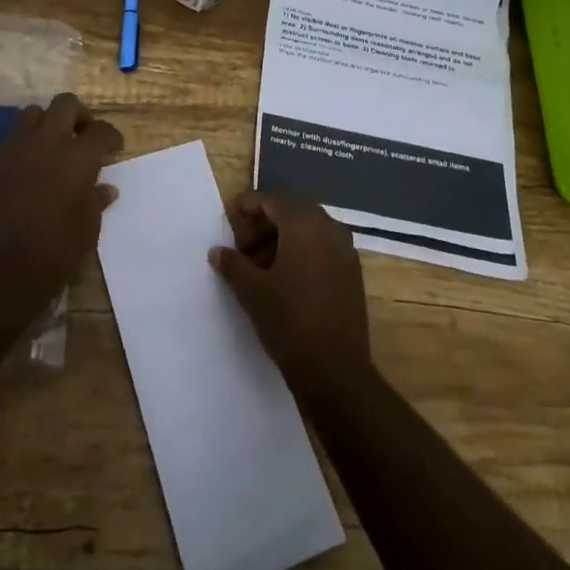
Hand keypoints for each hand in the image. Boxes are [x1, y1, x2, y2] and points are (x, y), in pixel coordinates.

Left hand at [0, 93, 123, 299]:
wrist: (0, 271)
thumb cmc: (55, 252)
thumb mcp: (88, 228)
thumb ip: (96, 200)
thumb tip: (105, 188)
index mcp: (78, 157)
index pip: (102, 131)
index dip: (111, 138)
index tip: (113, 150)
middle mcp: (47, 143)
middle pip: (66, 104)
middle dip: (79, 116)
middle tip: (82, 137)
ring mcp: (14, 149)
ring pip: (32, 114)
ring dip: (46, 124)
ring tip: (51, 148)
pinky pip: (9, 140)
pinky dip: (21, 147)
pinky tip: (25, 170)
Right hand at [209, 191, 371, 397]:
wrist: (334, 369)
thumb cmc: (288, 321)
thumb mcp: (252, 291)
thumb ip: (233, 264)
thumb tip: (217, 251)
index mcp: (304, 224)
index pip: (272, 200)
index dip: (248, 206)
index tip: (230, 219)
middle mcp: (329, 228)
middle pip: (292, 212)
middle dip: (265, 223)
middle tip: (242, 246)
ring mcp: (346, 250)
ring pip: (309, 230)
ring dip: (282, 239)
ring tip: (258, 265)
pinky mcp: (353, 273)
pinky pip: (323, 248)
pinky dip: (302, 252)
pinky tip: (283, 278)